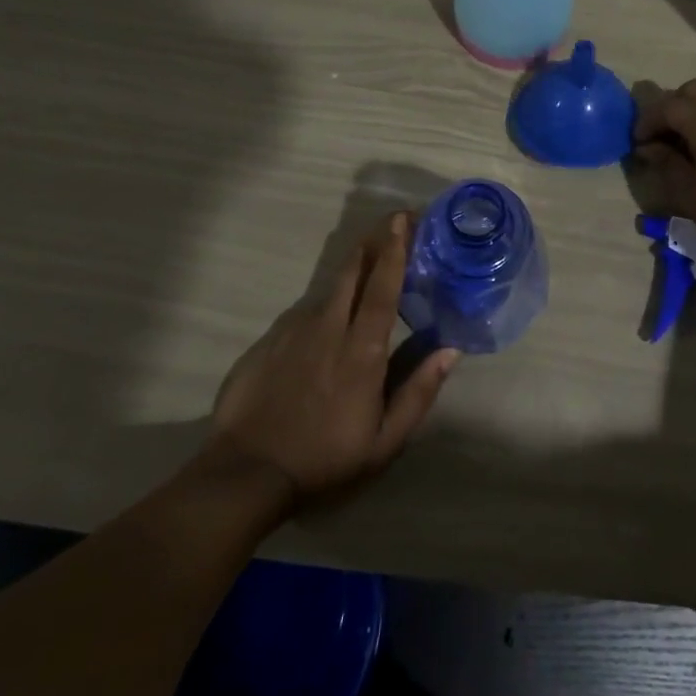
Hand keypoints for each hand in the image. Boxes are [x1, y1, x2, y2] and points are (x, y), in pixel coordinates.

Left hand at [205, 212, 458, 508]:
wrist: (245, 475)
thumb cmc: (325, 461)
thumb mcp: (385, 442)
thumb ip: (418, 392)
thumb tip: (450, 350)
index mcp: (362, 351)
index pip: (383, 288)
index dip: (395, 250)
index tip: (404, 220)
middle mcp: (328, 329)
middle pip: (352, 272)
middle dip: (373, 241)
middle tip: (392, 222)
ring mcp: (293, 332)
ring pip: (328, 289)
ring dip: (350, 271)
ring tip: (366, 265)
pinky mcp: (268, 341)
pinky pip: (303, 312)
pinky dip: (323, 305)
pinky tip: (326, 320)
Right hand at [633, 79, 695, 278]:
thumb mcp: (692, 198)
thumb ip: (667, 165)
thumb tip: (649, 148)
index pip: (668, 106)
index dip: (646, 122)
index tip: (637, 144)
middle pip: (692, 91)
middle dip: (670, 109)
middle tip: (658, 140)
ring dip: (691, 114)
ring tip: (681, 149)